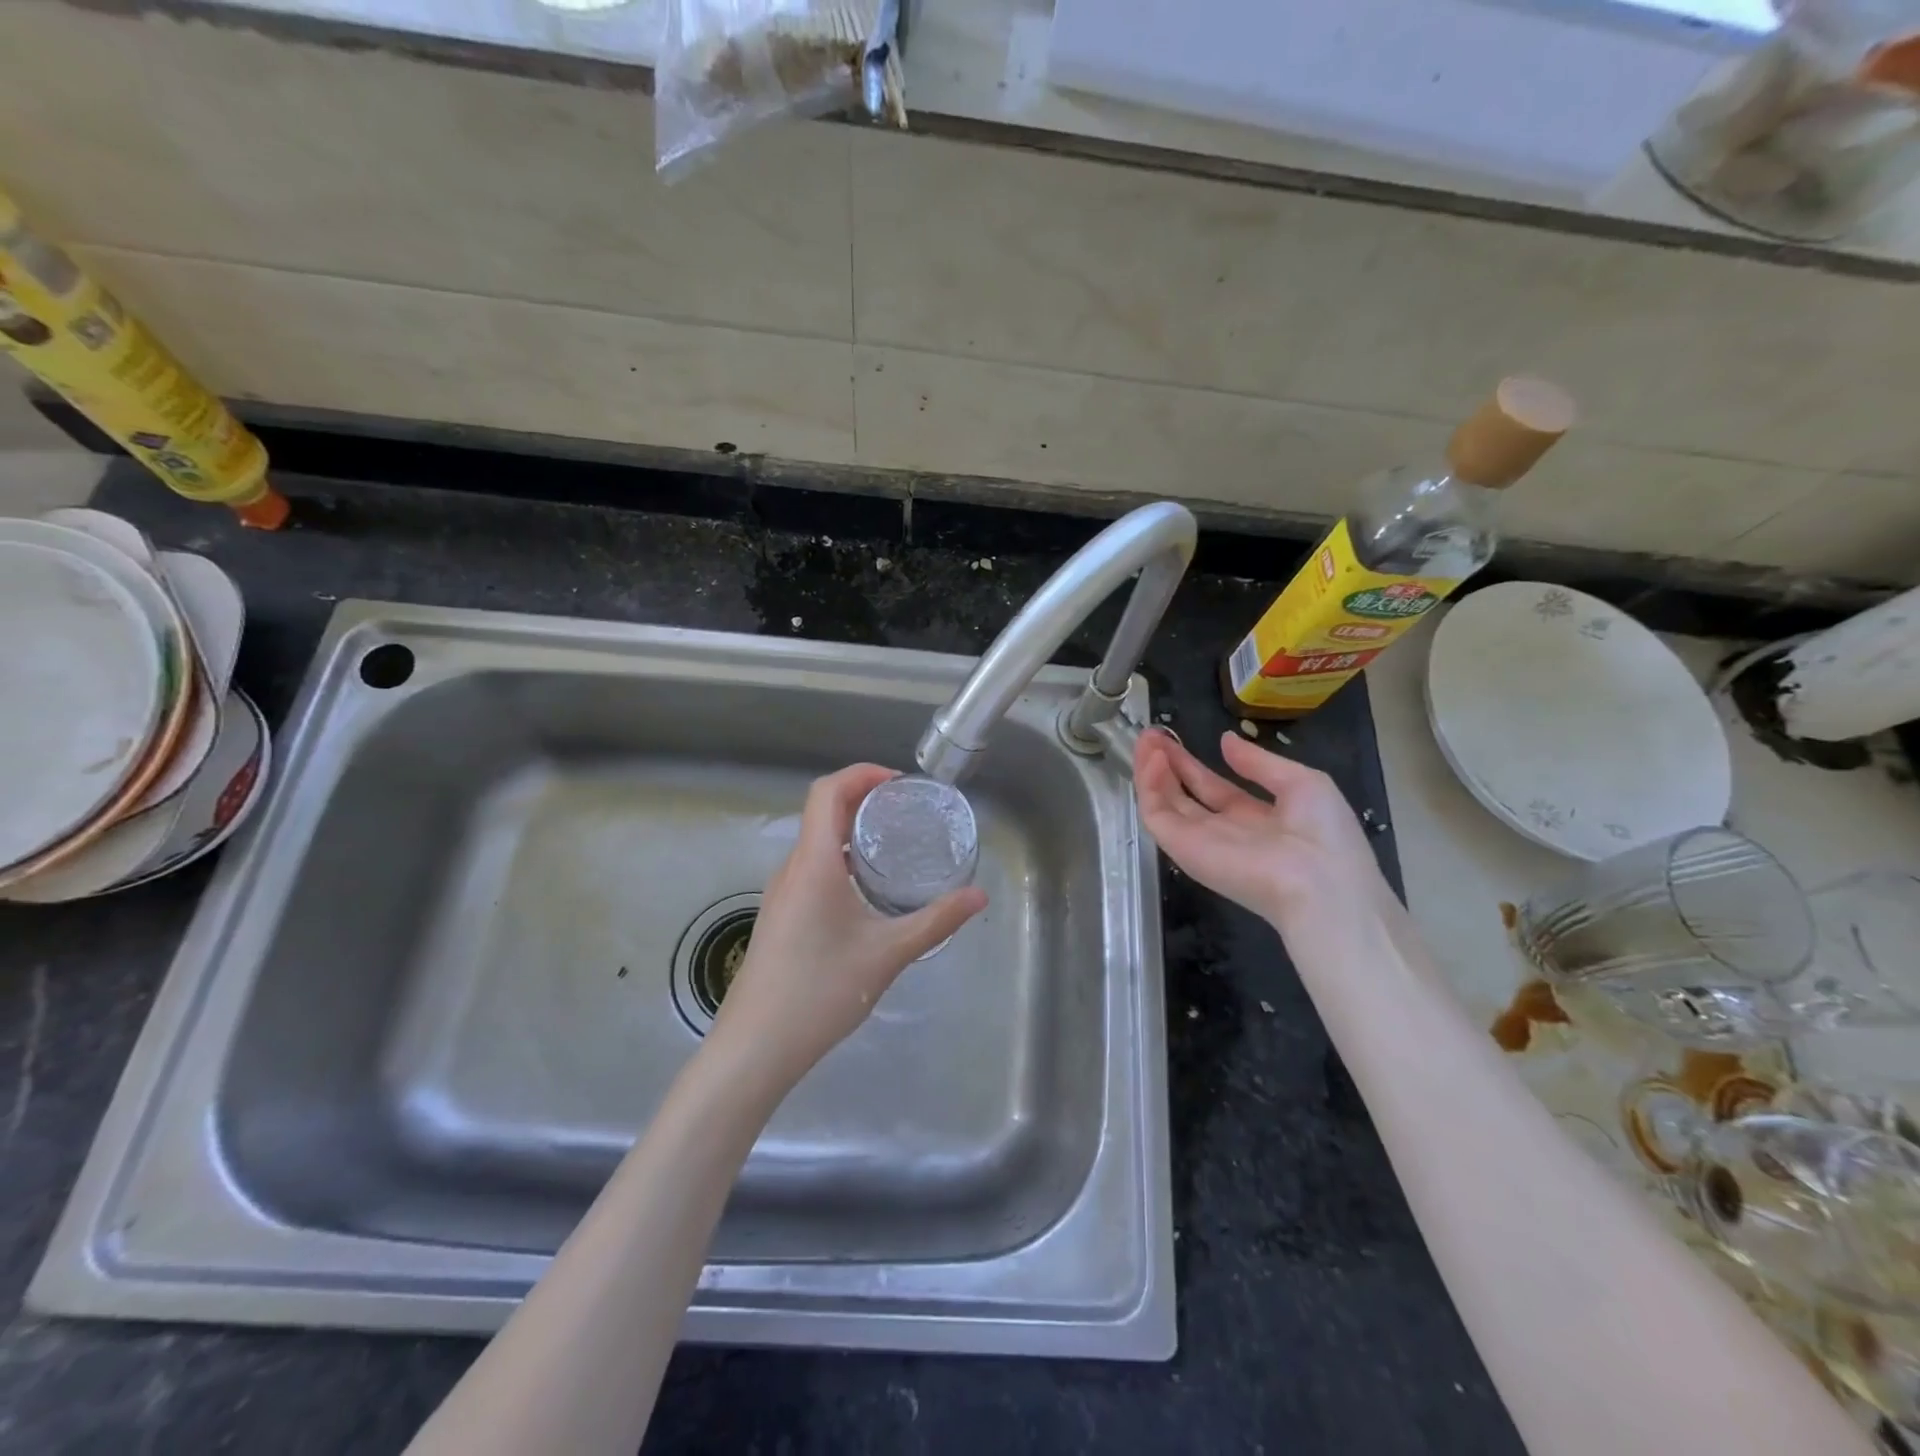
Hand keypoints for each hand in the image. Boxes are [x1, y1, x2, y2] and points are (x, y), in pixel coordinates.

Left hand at [708, 764, 987, 1093]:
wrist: (755, 1046)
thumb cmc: (821, 990)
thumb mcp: (888, 953)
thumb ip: (936, 921)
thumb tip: (979, 896)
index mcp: (814, 862)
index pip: (828, 791)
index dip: (861, 774)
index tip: (899, 782)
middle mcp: (792, 868)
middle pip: (821, 811)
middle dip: (863, 799)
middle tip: (907, 812)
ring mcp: (781, 893)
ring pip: (815, 842)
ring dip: (850, 831)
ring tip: (893, 845)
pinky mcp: (779, 915)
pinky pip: (810, 868)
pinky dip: (840, 859)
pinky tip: (866, 889)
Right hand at [1134, 729, 1388, 940]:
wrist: (1321, 885)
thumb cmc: (1323, 834)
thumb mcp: (1302, 783)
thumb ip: (1259, 763)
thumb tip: (1226, 741)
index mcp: (1255, 818)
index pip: (1213, 788)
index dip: (1192, 763)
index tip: (1173, 738)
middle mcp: (1223, 831)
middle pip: (1183, 794)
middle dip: (1166, 764)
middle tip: (1150, 734)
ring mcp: (1199, 841)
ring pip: (1164, 803)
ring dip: (1151, 770)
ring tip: (1146, 739)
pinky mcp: (1182, 849)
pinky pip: (1156, 815)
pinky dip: (1149, 786)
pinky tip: (1152, 759)